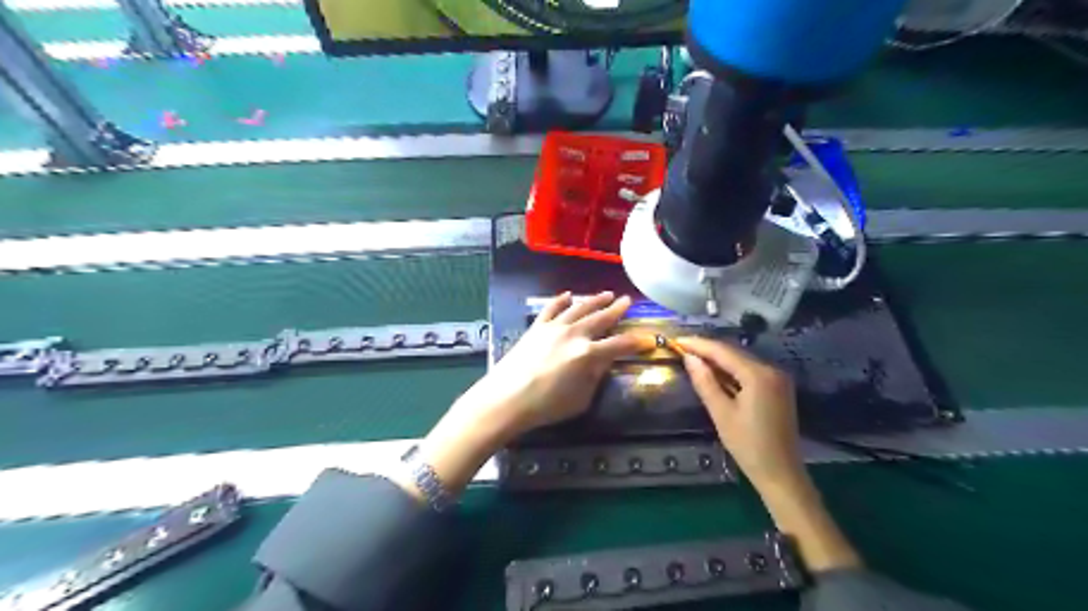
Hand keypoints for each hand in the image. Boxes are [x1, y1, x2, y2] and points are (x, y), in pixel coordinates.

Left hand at [409, 291, 648, 495]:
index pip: (619, 345)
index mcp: (588, 354)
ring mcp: (554, 328)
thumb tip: (602, 363)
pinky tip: (568, 295)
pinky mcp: (537, 327)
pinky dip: (561, 300)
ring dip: (594, 300)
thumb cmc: (546, 405)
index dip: (635, 342)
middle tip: (627, 301)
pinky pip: (551, 308)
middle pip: (601, 319)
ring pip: (579, 308)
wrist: (507, 398)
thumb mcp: (581, 399)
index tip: (647, 339)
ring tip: (606, 293)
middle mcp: (574, 335)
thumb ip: (595, 378)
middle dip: (617, 310)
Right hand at [677, 336, 862, 569]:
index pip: (723, 351)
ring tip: (692, 357)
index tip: (677, 340)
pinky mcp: (777, 388)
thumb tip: (689, 358)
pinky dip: (730, 370)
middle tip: (681, 348)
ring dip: (718, 359)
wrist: (781, 474)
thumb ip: (705, 383)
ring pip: (741, 360)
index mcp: (758, 375)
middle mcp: (771, 370)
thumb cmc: (748, 446)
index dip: (698, 345)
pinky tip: (714, 372)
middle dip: (707, 350)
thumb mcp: (721, 414)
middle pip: (734, 352)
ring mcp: (777, 378)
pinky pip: (749, 371)